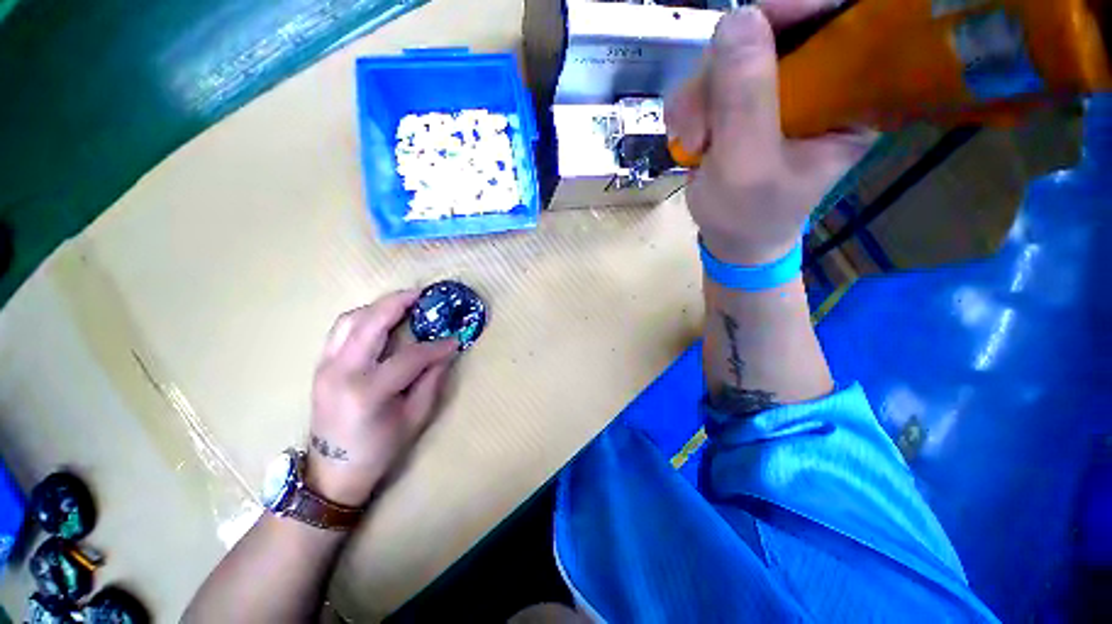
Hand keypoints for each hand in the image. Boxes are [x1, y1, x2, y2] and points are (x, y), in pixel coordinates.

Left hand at [306, 291, 457, 506]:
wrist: (331, 472)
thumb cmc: (378, 450)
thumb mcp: (415, 419)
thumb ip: (431, 381)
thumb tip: (446, 352)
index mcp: (367, 391)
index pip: (410, 356)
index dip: (436, 346)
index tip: (455, 339)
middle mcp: (341, 372)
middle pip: (372, 323)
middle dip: (400, 303)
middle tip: (423, 294)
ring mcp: (325, 366)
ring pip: (351, 320)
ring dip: (378, 306)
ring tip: (403, 302)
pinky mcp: (321, 366)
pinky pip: (341, 329)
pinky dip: (362, 317)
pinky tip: (380, 318)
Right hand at [665, 3, 874, 264]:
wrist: (730, 237)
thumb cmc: (749, 215)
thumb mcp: (747, 167)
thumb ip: (745, 101)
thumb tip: (737, 20)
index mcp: (848, 94)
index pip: (841, 19)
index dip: (797, 9)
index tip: (749, 26)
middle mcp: (816, 79)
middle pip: (769, 31)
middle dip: (722, 74)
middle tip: (701, 126)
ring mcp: (775, 87)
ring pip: (727, 55)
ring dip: (697, 99)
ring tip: (693, 144)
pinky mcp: (741, 99)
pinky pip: (707, 78)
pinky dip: (688, 108)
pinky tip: (688, 139)